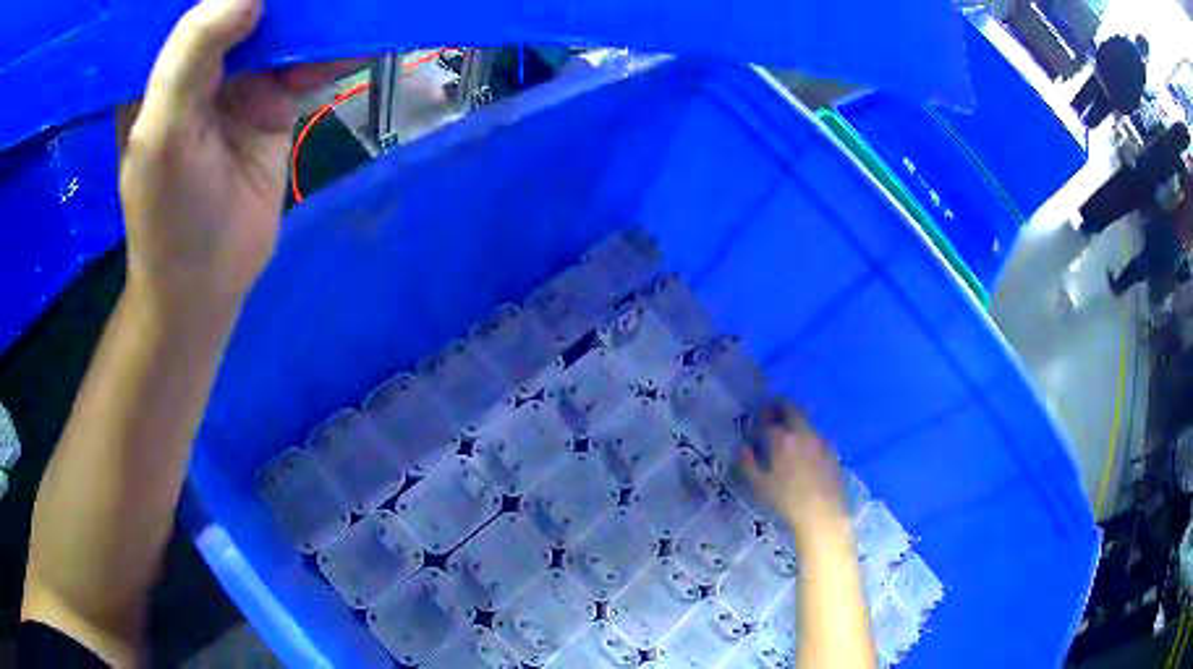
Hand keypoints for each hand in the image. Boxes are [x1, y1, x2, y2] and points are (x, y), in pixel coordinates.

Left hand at [117, 0, 351, 313]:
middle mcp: (200, 64)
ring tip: (340, 2)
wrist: (209, 283)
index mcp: (160, 67)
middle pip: (241, 8)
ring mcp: (239, 80)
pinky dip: (330, 51)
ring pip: (279, 29)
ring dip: (309, 15)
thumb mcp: (164, 132)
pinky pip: (305, 63)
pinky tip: (356, 37)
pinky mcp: (273, 101)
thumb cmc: (168, 214)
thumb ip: (191, 57)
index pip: (192, 5)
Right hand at [741, 404, 847, 537]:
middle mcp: (803, 433)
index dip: (756, 424)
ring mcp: (821, 440)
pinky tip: (804, 451)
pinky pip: (816, 435)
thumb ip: (747, 464)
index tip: (751, 431)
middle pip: (792, 408)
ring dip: (794, 420)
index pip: (767, 423)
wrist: (823, 514)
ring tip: (786, 435)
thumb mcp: (759, 486)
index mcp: (783, 439)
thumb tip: (743, 448)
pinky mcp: (832, 451)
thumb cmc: (787, 501)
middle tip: (769, 414)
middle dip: (778, 407)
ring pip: (806, 420)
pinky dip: (807, 436)